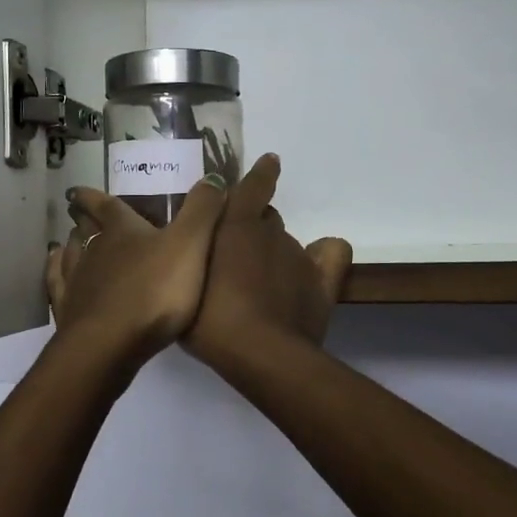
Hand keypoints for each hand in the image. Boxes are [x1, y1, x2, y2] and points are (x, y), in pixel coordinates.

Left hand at [46, 175, 229, 370]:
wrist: (111, 343)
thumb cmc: (154, 291)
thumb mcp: (190, 245)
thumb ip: (202, 211)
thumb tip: (212, 177)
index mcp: (122, 231)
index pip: (106, 206)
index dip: (93, 196)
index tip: (78, 190)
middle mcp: (93, 250)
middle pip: (85, 230)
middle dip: (84, 219)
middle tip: (78, 213)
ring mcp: (77, 282)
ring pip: (70, 256)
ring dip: (70, 245)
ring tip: (69, 240)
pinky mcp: (69, 313)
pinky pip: (58, 286)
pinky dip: (55, 274)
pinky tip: (55, 271)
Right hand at [183, 153, 352, 371]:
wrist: (261, 353)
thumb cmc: (211, 321)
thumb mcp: (185, 288)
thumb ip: (190, 263)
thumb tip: (193, 253)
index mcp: (236, 226)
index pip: (252, 187)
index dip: (260, 175)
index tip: (269, 163)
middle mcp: (272, 232)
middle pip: (265, 219)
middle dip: (252, 231)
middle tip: (235, 258)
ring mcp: (299, 256)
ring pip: (288, 241)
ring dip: (275, 252)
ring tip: (261, 280)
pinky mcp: (323, 282)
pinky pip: (331, 253)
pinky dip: (323, 255)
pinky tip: (313, 266)